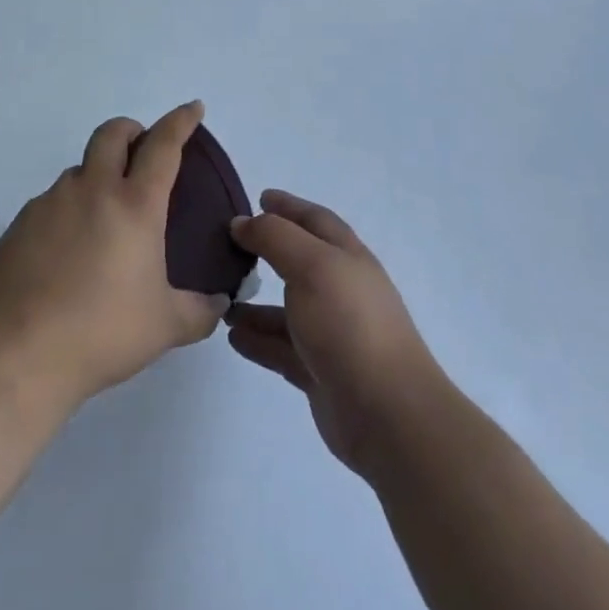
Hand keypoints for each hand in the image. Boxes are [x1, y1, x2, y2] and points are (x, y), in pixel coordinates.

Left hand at [0, 101, 228, 411]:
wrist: (20, 353)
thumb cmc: (103, 331)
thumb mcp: (166, 326)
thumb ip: (200, 310)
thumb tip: (219, 302)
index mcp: (135, 205)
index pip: (163, 145)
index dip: (181, 121)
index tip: (192, 108)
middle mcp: (93, 190)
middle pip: (112, 133)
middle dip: (131, 130)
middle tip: (141, 149)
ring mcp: (51, 203)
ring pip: (79, 170)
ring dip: (96, 177)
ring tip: (103, 220)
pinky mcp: (20, 223)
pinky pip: (50, 203)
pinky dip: (67, 212)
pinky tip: (67, 252)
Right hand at [226, 191, 444, 478]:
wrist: (387, 413)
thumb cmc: (349, 324)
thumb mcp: (311, 265)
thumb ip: (274, 237)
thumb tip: (242, 222)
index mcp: (347, 257)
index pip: (315, 220)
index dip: (289, 206)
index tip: (260, 197)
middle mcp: (341, 290)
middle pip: (300, 262)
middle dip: (268, 251)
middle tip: (230, 245)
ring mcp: (332, 333)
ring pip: (287, 309)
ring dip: (256, 302)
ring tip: (221, 296)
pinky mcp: (320, 372)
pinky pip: (281, 348)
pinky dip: (258, 339)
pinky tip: (233, 337)